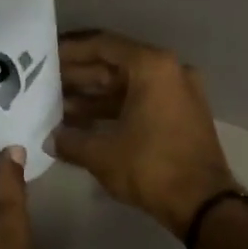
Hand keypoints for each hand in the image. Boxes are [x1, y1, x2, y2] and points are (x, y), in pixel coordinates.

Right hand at [54, 31, 237, 236]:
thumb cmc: (151, 168)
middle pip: (115, 64)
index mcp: (152, 67)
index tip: (45, 56)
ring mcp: (179, 93)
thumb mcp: (102, 154)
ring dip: (94, 96)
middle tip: (44, 84)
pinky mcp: (181, 115)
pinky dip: (114, 109)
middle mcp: (169, 71)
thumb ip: (70, 141)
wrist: (203, 203)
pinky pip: (141, 102)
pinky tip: (84, 123)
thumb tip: (49, 139)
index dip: (70, 50)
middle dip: (79, 76)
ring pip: (128, 86)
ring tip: (57, 106)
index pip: (103, 45)